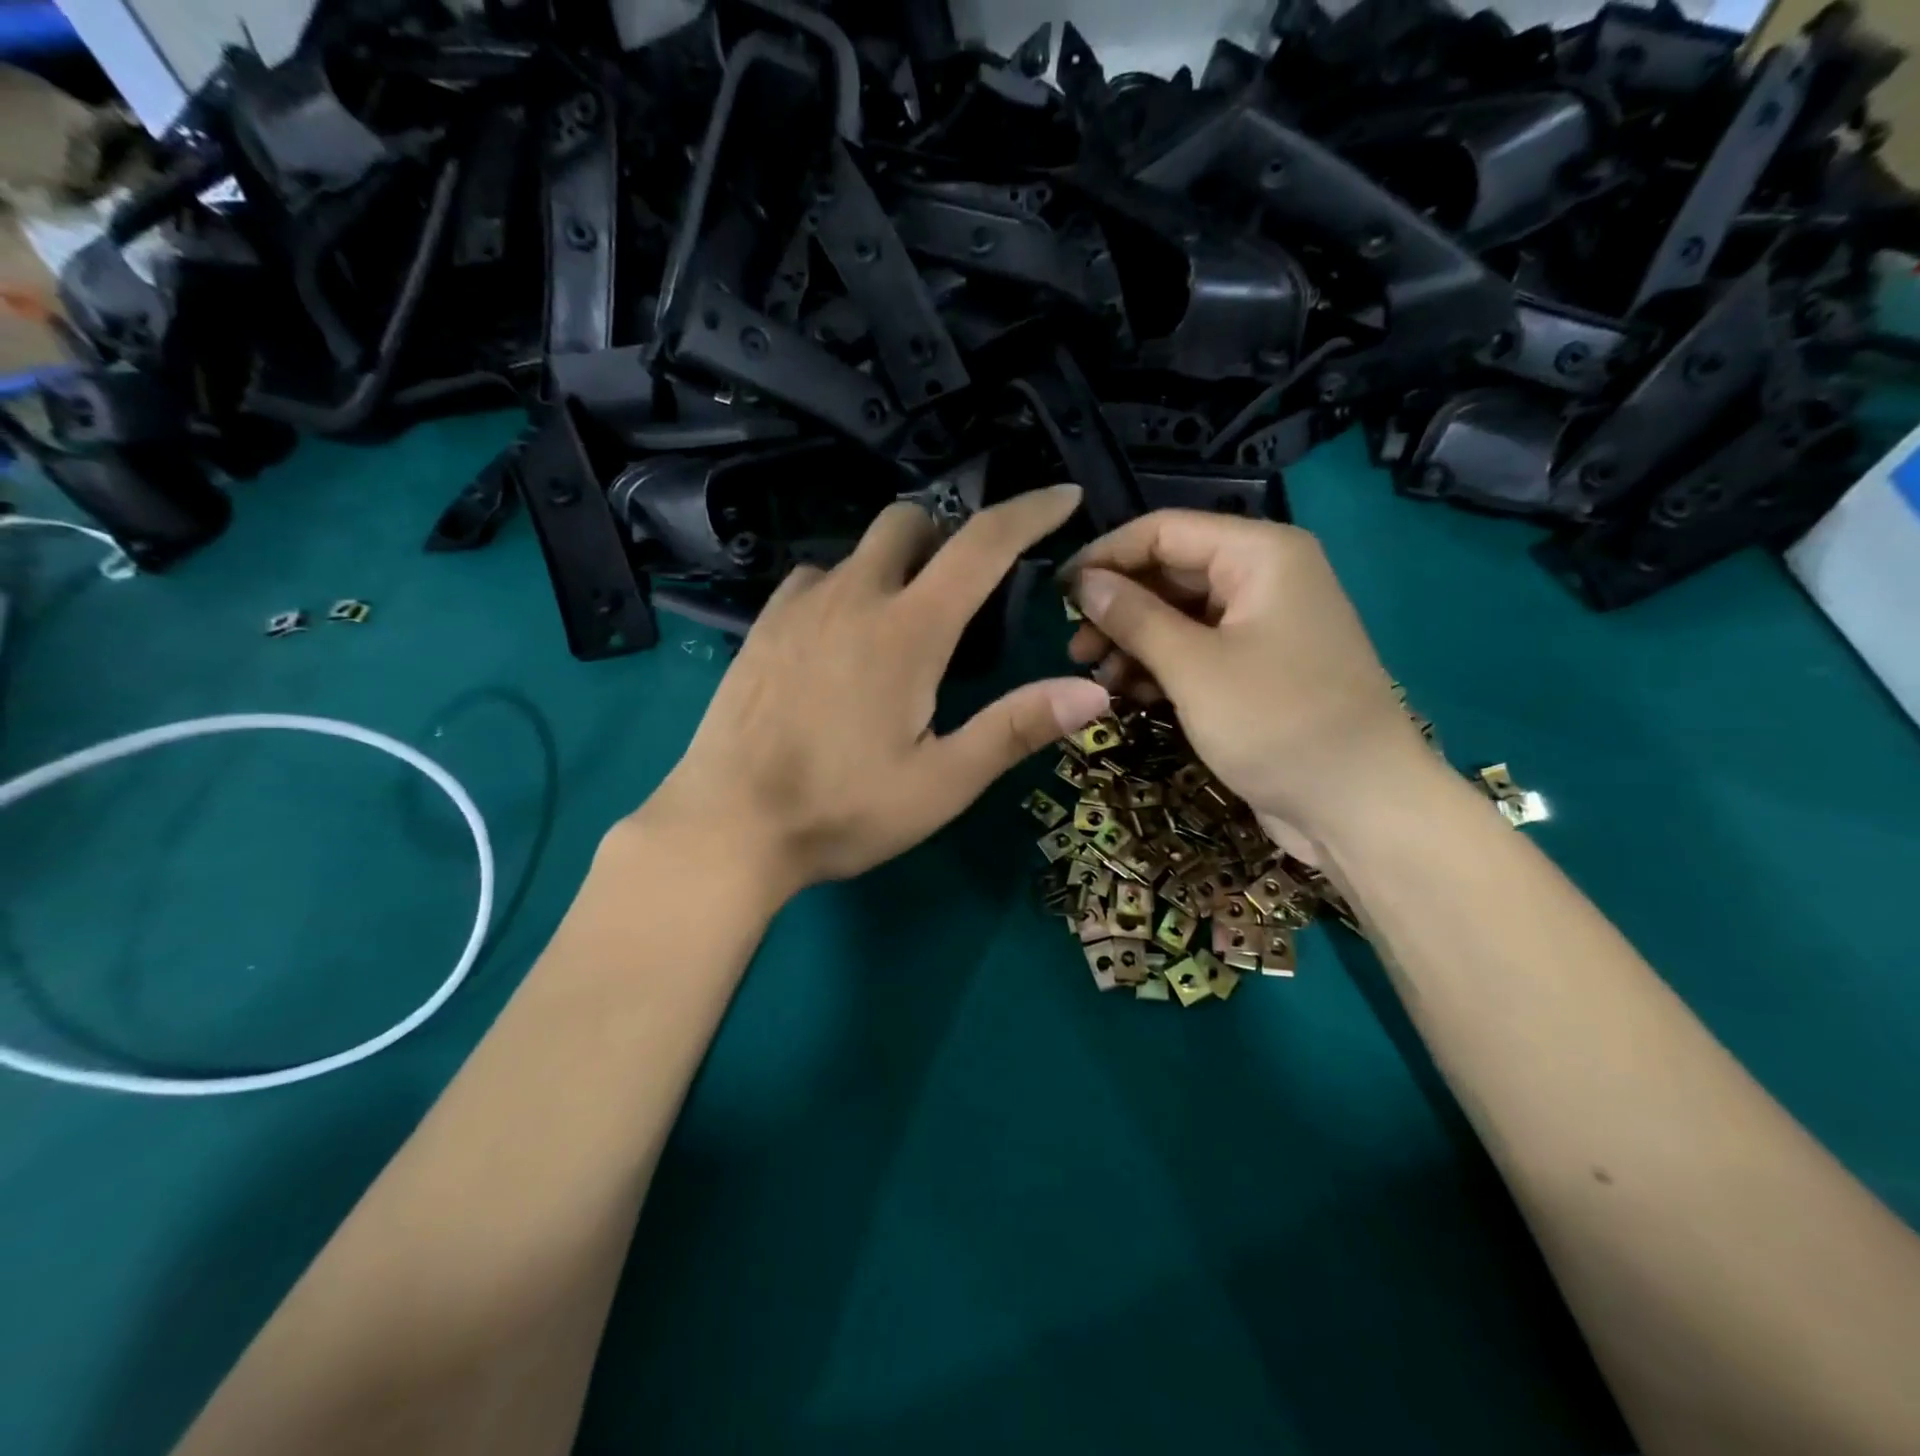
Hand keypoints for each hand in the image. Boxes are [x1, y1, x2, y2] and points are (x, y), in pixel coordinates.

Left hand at [645, 485, 1111, 896]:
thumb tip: (1093, 692)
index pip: (981, 544)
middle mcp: (853, 596)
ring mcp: (798, 606)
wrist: (727, 826)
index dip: (1029, 512)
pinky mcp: (762, 627)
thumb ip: (1016, 728)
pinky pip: (815, 579)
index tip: (1062, 496)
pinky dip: (844, 588)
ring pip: (859, 550)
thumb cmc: (843, 810)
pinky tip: (841, 640)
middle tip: (963, 590)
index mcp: (908, 630)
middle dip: (947, 535)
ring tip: (901, 625)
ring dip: (894, 566)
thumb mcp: (943, 782)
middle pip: (909, 521)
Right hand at [1062, 511, 1436, 847]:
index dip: (1106, 557)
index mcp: (1259, 554)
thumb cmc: (1276, 723)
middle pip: (1170, 571)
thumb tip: (1083, 582)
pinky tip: (1131, 693)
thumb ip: (1134, 617)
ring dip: (1134, 641)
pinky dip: (1161, 665)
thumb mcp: (1193, 667)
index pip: (1164, 530)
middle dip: (1118, 607)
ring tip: (1099, 679)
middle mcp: (1263, 576)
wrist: (1358, 805)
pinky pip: (1197, 648)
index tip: (1057, 594)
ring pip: (1178, 614)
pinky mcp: (1257, 665)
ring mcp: (1262, 623)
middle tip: (1075, 650)